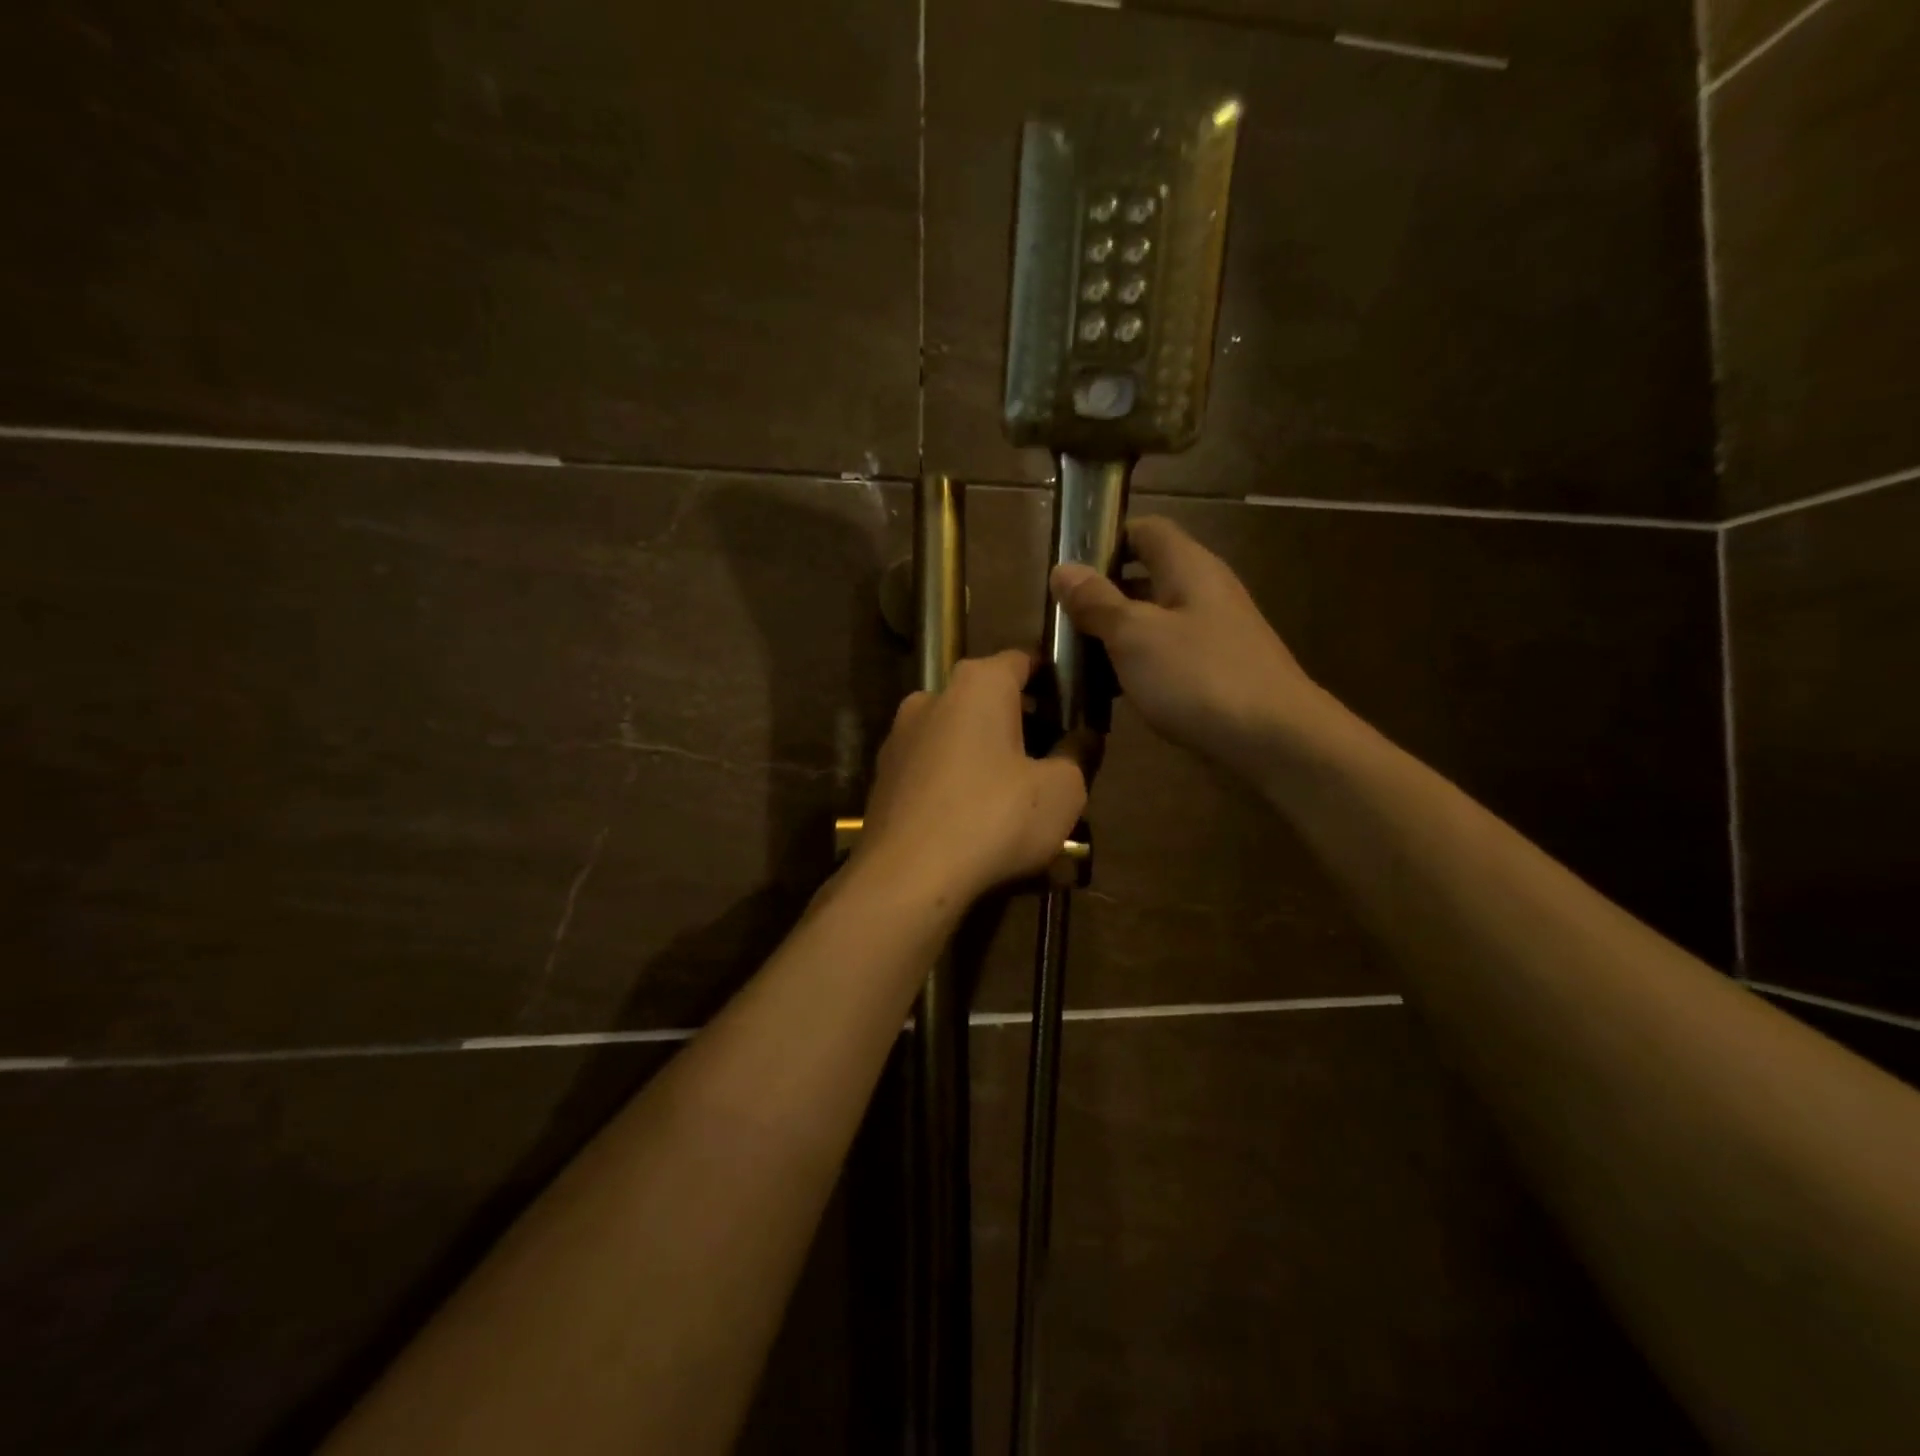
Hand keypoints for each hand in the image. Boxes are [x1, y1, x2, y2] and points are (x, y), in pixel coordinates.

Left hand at [857, 650, 1087, 906]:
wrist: (907, 877)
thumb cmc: (995, 818)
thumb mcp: (1062, 789)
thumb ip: (1079, 753)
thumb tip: (1083, 736)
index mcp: (977, 684)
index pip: (1025, 660)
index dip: (1056, 681)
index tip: (1077, 710)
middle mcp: (932, 697)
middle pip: (990, 701)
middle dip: (1024, 726)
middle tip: (1055, 761)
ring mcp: (901, 738)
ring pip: (961, 738)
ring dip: (991, 759)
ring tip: (1020, 801)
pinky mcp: (885, 778)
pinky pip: (936, 771)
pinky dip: (961, 785)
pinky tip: (980, 823)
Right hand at [1051, 516, 1322, 774]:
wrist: (1276, 740)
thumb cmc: (1199, 677)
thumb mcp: (1135, 635)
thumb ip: (1097, 602)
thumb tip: (1062, 569)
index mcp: (1188, 567)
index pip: (1144, 530)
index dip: (1105, 540)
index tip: (1067, 569)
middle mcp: (1204, 592)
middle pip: (1146, 577)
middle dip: (1102, 595)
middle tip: (1060, 622)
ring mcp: (1213, 634)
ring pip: (1154, 621)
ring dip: (1116, 636)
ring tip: (1075, 660)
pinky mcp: (1215, 672)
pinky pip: (1167, 657)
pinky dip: (1138, 666)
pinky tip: (1112, 691)